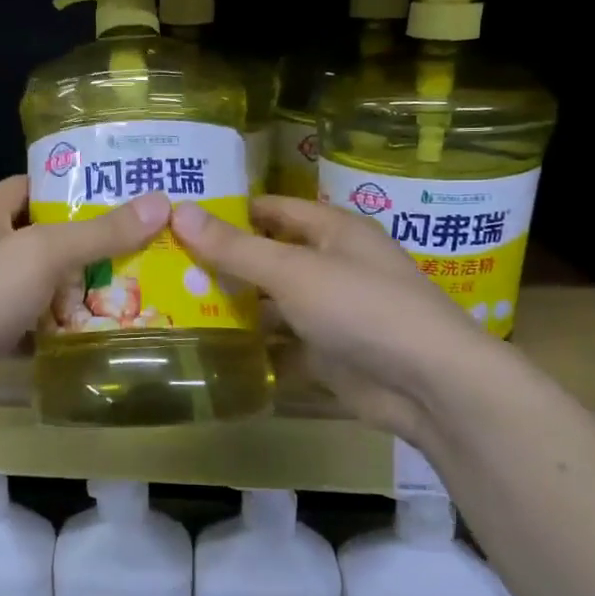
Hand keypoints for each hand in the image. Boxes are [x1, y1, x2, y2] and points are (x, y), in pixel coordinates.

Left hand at [0, 177, 170, 423]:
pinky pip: (30, 320)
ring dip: (76, 286)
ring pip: (39, 281)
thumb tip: (159, 203)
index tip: (123, 192)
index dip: (75, 185)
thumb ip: (99, 232)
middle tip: (143, 244)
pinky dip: (57, 325)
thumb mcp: (42, 254)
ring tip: (133, 286)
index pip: (33, 184)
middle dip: (88, 241)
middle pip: (42, 235)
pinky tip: (96, 330)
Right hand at [170, 196, 502, 448]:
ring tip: (175, 306)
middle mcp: (331, 265)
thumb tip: (179, 211)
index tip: (179, 217)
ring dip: (234, 306)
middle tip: (165, 266)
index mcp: (332, 231)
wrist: (429, 386)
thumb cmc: (361, 308)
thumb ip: (235, 247)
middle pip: (268, 257)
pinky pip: (282, 343)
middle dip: (223, 262)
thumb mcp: (292, 271)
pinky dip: (254, 346)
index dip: (229, 210)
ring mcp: (330, 312)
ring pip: (272, 303)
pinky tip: (211, 349)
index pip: (272, 210)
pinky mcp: (328, 353)